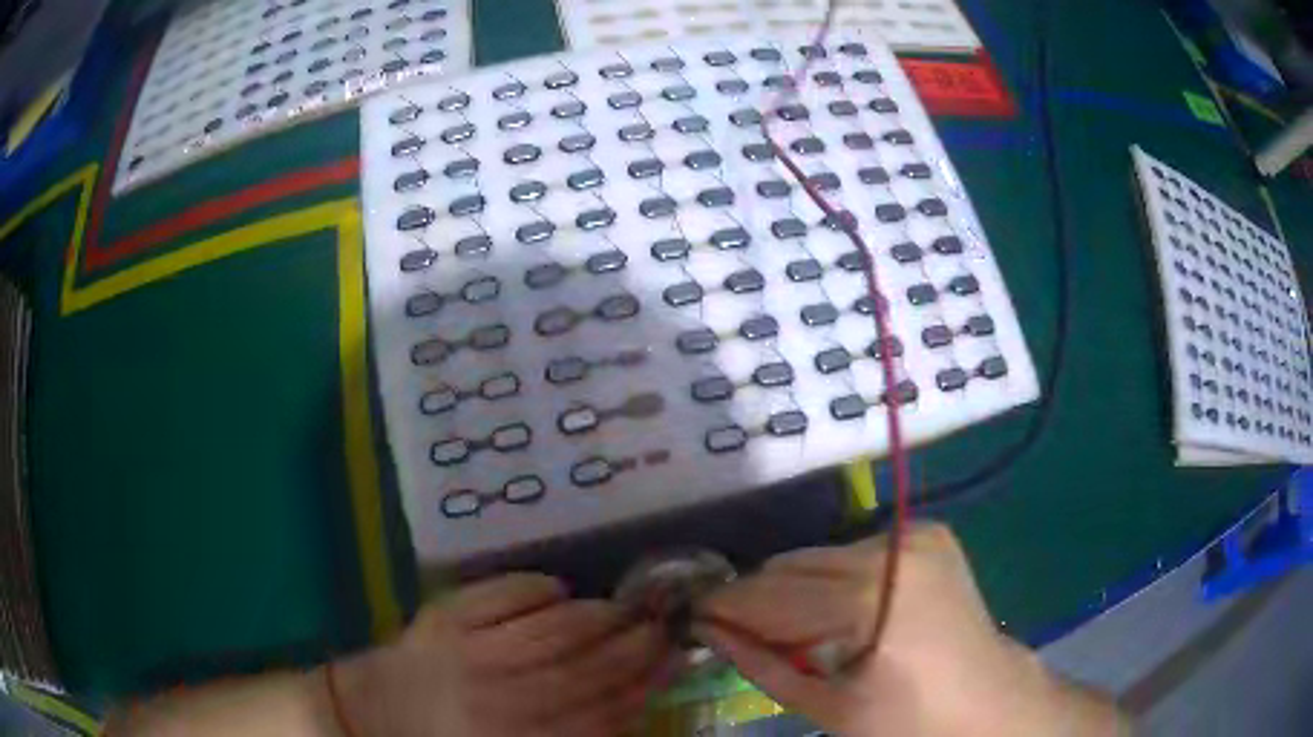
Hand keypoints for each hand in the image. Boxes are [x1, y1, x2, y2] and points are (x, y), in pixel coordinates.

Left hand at [335, 573, 674, 736]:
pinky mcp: (441, 619)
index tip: (675, 662)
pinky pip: (495, 597)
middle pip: (582, 672)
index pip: (598, 714)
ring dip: (594, 617)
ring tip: (626, 607)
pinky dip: (530, 587)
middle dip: (632, 649)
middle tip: (665, 627)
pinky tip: (558, 586)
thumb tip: (623, 711)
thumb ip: (564, 733)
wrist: (365, 716)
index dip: (642, 687)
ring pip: (547, 632)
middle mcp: (500, 698)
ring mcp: (468, 652)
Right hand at [694, 523, 1128, 736]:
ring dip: (798, 588)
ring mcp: (917, 535)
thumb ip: (764, 664)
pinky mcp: (930, 533)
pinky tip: (845, 613)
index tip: (694, 613)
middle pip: (794, 565)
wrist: (987, 699)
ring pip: (823, 555)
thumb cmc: (907, 721)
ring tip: (796, 629)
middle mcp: (893, 551)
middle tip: (739, 628)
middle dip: (760, 597)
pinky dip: (837, 578)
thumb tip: (711, 629)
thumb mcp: (827, 707)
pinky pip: (857, 550)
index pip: (773, 595)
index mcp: (870, 602)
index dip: (727, 605)